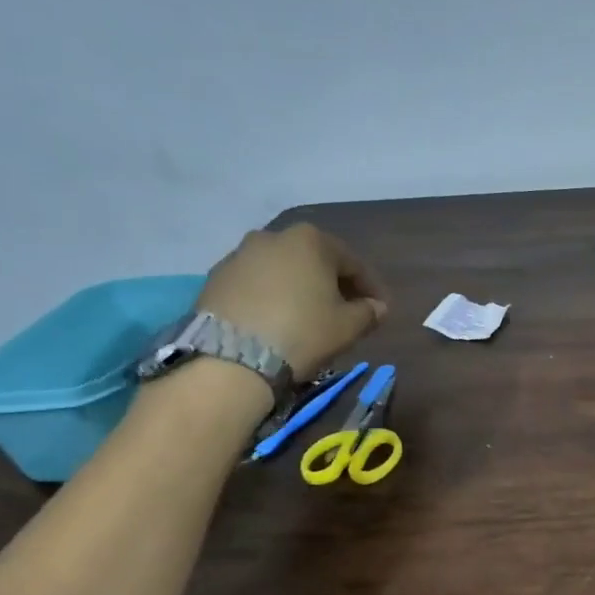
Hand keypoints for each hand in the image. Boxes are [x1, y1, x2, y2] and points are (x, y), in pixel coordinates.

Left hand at [196, 224, 387, 379]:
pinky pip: (256, 285)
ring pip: (283, 271)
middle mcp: (274, 237)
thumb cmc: (302, 332)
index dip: (371, 288)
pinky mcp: (215, 278)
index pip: (353, 263)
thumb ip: (369, 312)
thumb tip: (376, 307)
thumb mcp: (348, 326)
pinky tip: (277, 321)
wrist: (231, 357)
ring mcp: (240, 255)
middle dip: (333, 284)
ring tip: (308, 317)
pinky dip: (271, 298)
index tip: (380, 310)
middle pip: (315, 262)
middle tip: (345, 311)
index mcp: (311, 240)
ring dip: (299, 290)